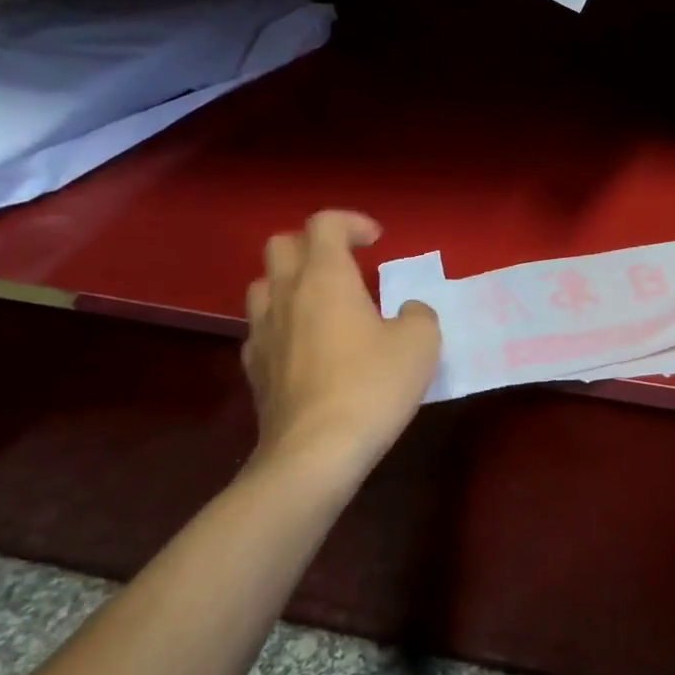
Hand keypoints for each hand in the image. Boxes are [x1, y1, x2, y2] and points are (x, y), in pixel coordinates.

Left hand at [242, 210, 439, 482]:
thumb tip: (408, 311)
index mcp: (326, 278)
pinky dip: (282, 323)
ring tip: (321, 302)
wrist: (315, 452)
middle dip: (313, 244)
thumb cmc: (372, 386)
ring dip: (291, 281)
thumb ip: (419, 314)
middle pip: (281, 244)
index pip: (325, 223)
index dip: (351, 222)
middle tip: (344, 264)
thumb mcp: (421, 343)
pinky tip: (306, 346)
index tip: (377, 242)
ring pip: (263, 284)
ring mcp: (263, 331)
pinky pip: (261, 327)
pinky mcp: (254, 368)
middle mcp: (287, 294)